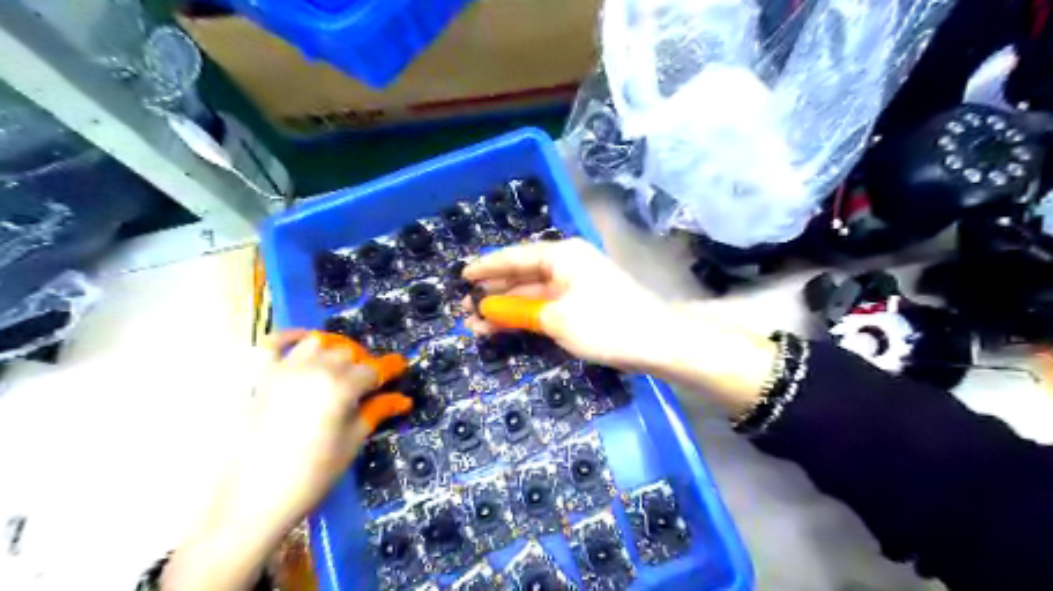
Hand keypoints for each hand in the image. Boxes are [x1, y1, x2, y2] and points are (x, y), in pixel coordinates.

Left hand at [165, 332, 390, 590]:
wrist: (253, 501)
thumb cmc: (312, 475)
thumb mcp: (351, 443)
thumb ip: (376, 412)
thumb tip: (402, 400)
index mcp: (341, 387)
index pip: (375, 369)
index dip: (390, 369)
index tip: (400, 368)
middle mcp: (315, 369)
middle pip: (348, 353)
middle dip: (362, 365)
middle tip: (367, 385)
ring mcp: (284, 370)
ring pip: (318, 343)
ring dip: (332, 351)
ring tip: (337, 370)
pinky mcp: (261, 377)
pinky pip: (273, 343)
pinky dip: (290, 337)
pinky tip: (303, 342)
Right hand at [464, 237, 774, 413]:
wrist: (658, 343)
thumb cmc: (605, 324)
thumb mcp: (556, 318)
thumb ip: (518, 312)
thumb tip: (484, 309)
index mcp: (562, 255)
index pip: (515, 257)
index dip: (486, 267)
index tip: (461, 276)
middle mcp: (568, 264)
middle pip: (522, 275)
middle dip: (493, 292)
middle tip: (463, 309)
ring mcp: (576, 286)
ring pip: (532, 294)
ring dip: (507, 308)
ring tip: (476, 325)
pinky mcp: (582, 306)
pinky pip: (546, 307)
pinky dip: (527, 317)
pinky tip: (506, 327)